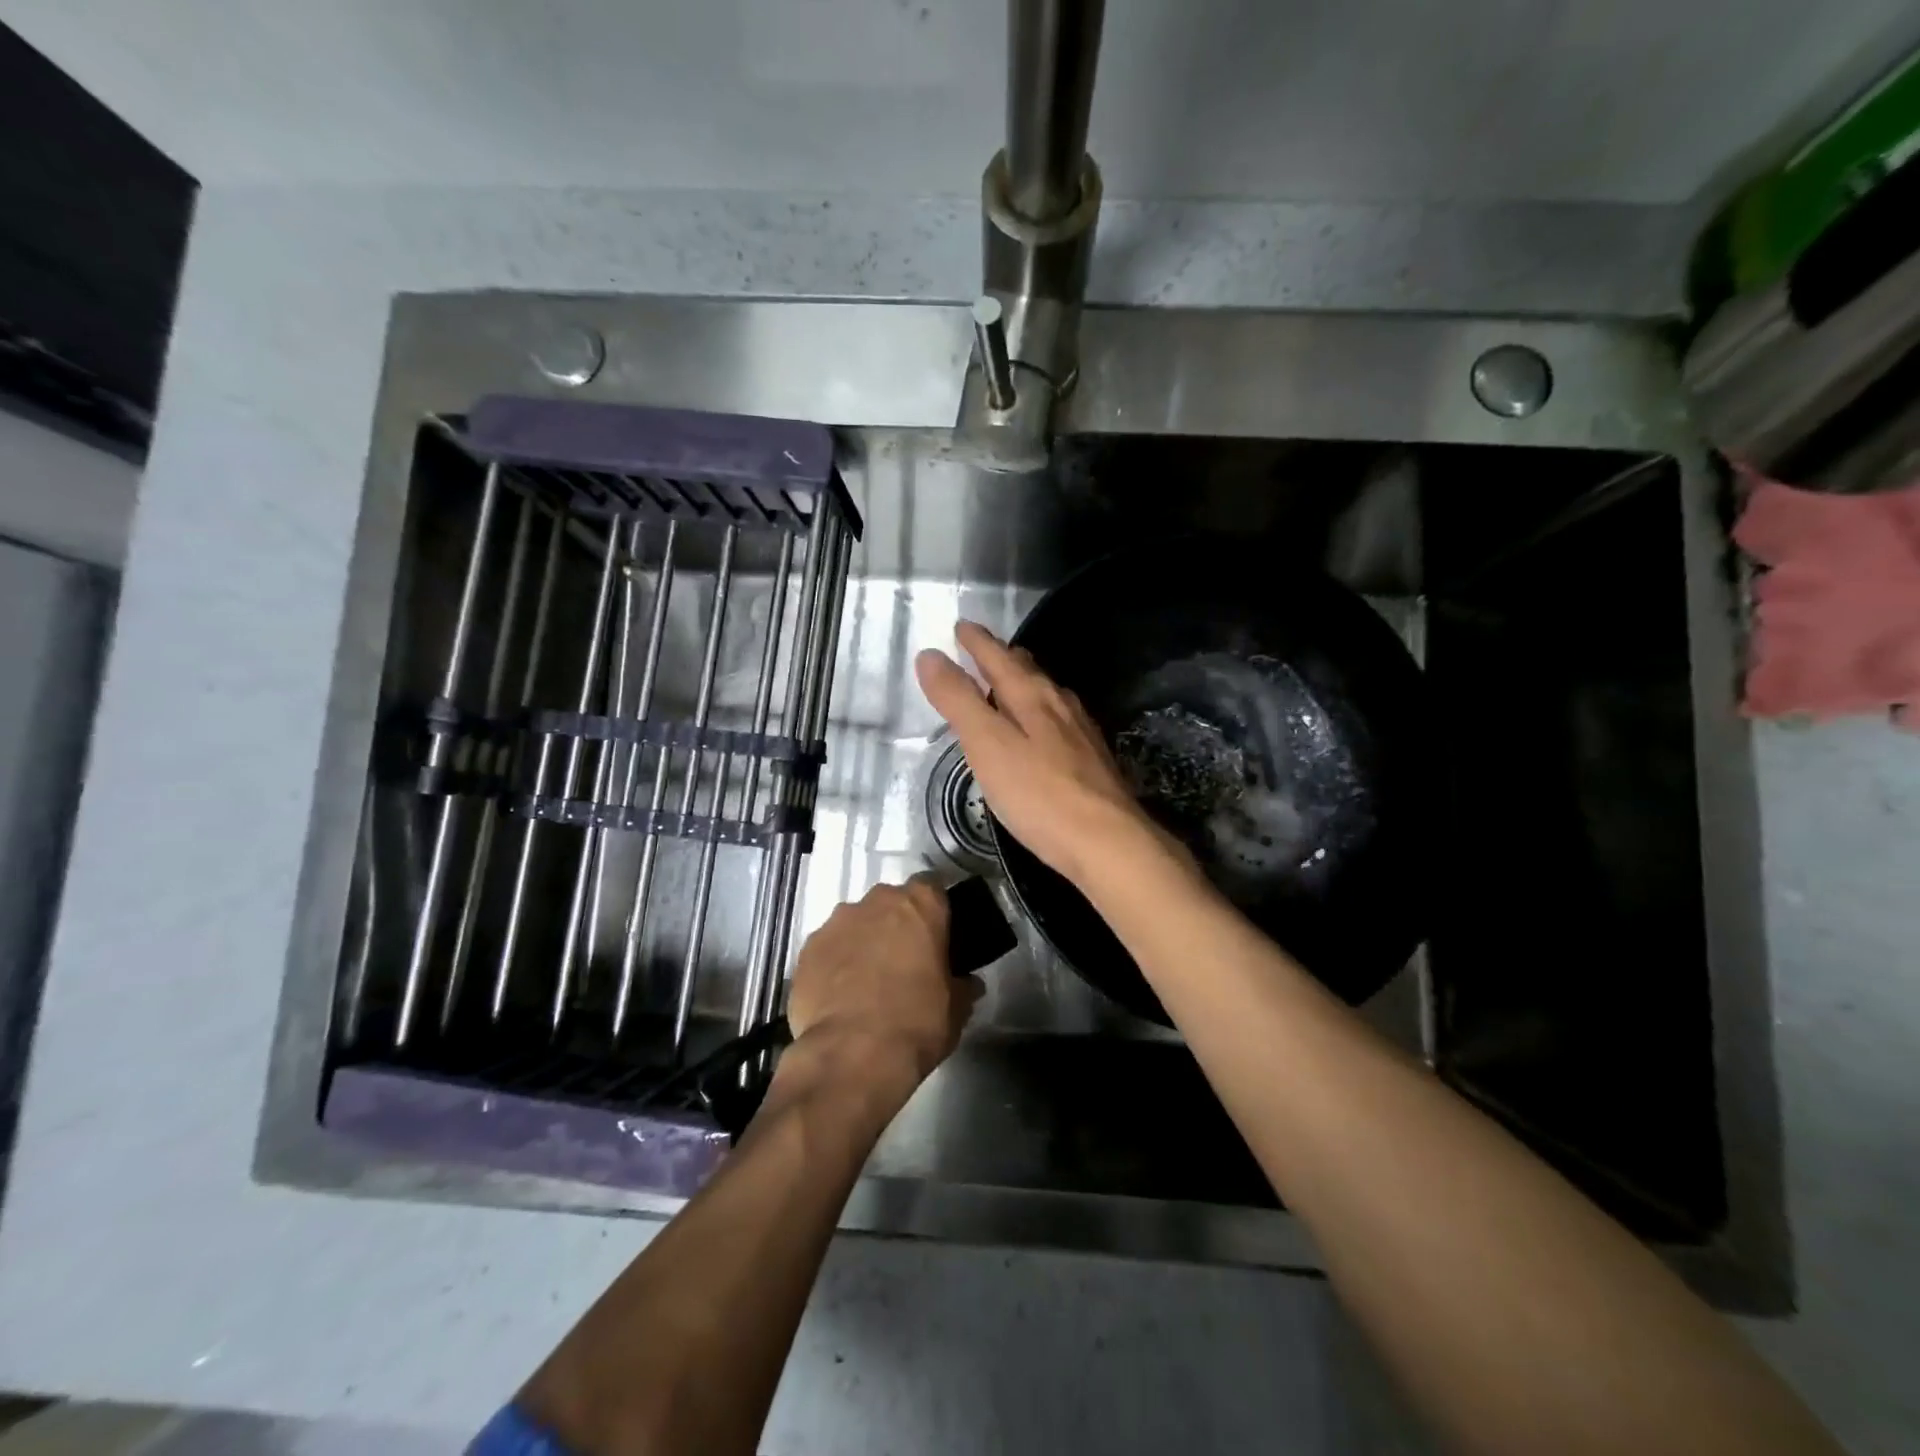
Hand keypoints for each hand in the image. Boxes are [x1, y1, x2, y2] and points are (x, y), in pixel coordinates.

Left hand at [784, 877, 980, 1093]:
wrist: (853, 1055)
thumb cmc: (917, 1023)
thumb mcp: (956, 1009)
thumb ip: (962, 986)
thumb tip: (967, 984)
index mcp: (919, 905)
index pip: (932, 887)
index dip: (935, 911)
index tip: (937, 935)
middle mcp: (876, 901)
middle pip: (890, 903)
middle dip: (896, 925)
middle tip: (904, 961)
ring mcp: (836, 922)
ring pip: (855, 923)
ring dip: (863, 943)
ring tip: (866, 982)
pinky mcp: (807, 948)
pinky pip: (828, 948)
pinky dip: (834, 964)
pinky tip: (839, 996)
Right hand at [915, 620, 1169, 888]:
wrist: (1108, 842)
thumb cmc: (1039, 794)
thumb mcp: (987, 745)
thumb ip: (958, 700)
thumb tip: (931, 655)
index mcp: (1032, 695)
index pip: (998, 656)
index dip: (977, 642)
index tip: (962, 627)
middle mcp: (1060, 705)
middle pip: (1027, 670)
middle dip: (1002, 658)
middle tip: (983, 651)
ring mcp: (1081, 732)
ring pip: (1046, 695)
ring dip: (1023, 684)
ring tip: (1008, 686)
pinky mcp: (1092, 760)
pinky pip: (1058, 721)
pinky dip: (1038, 714)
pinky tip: (1041, 733)